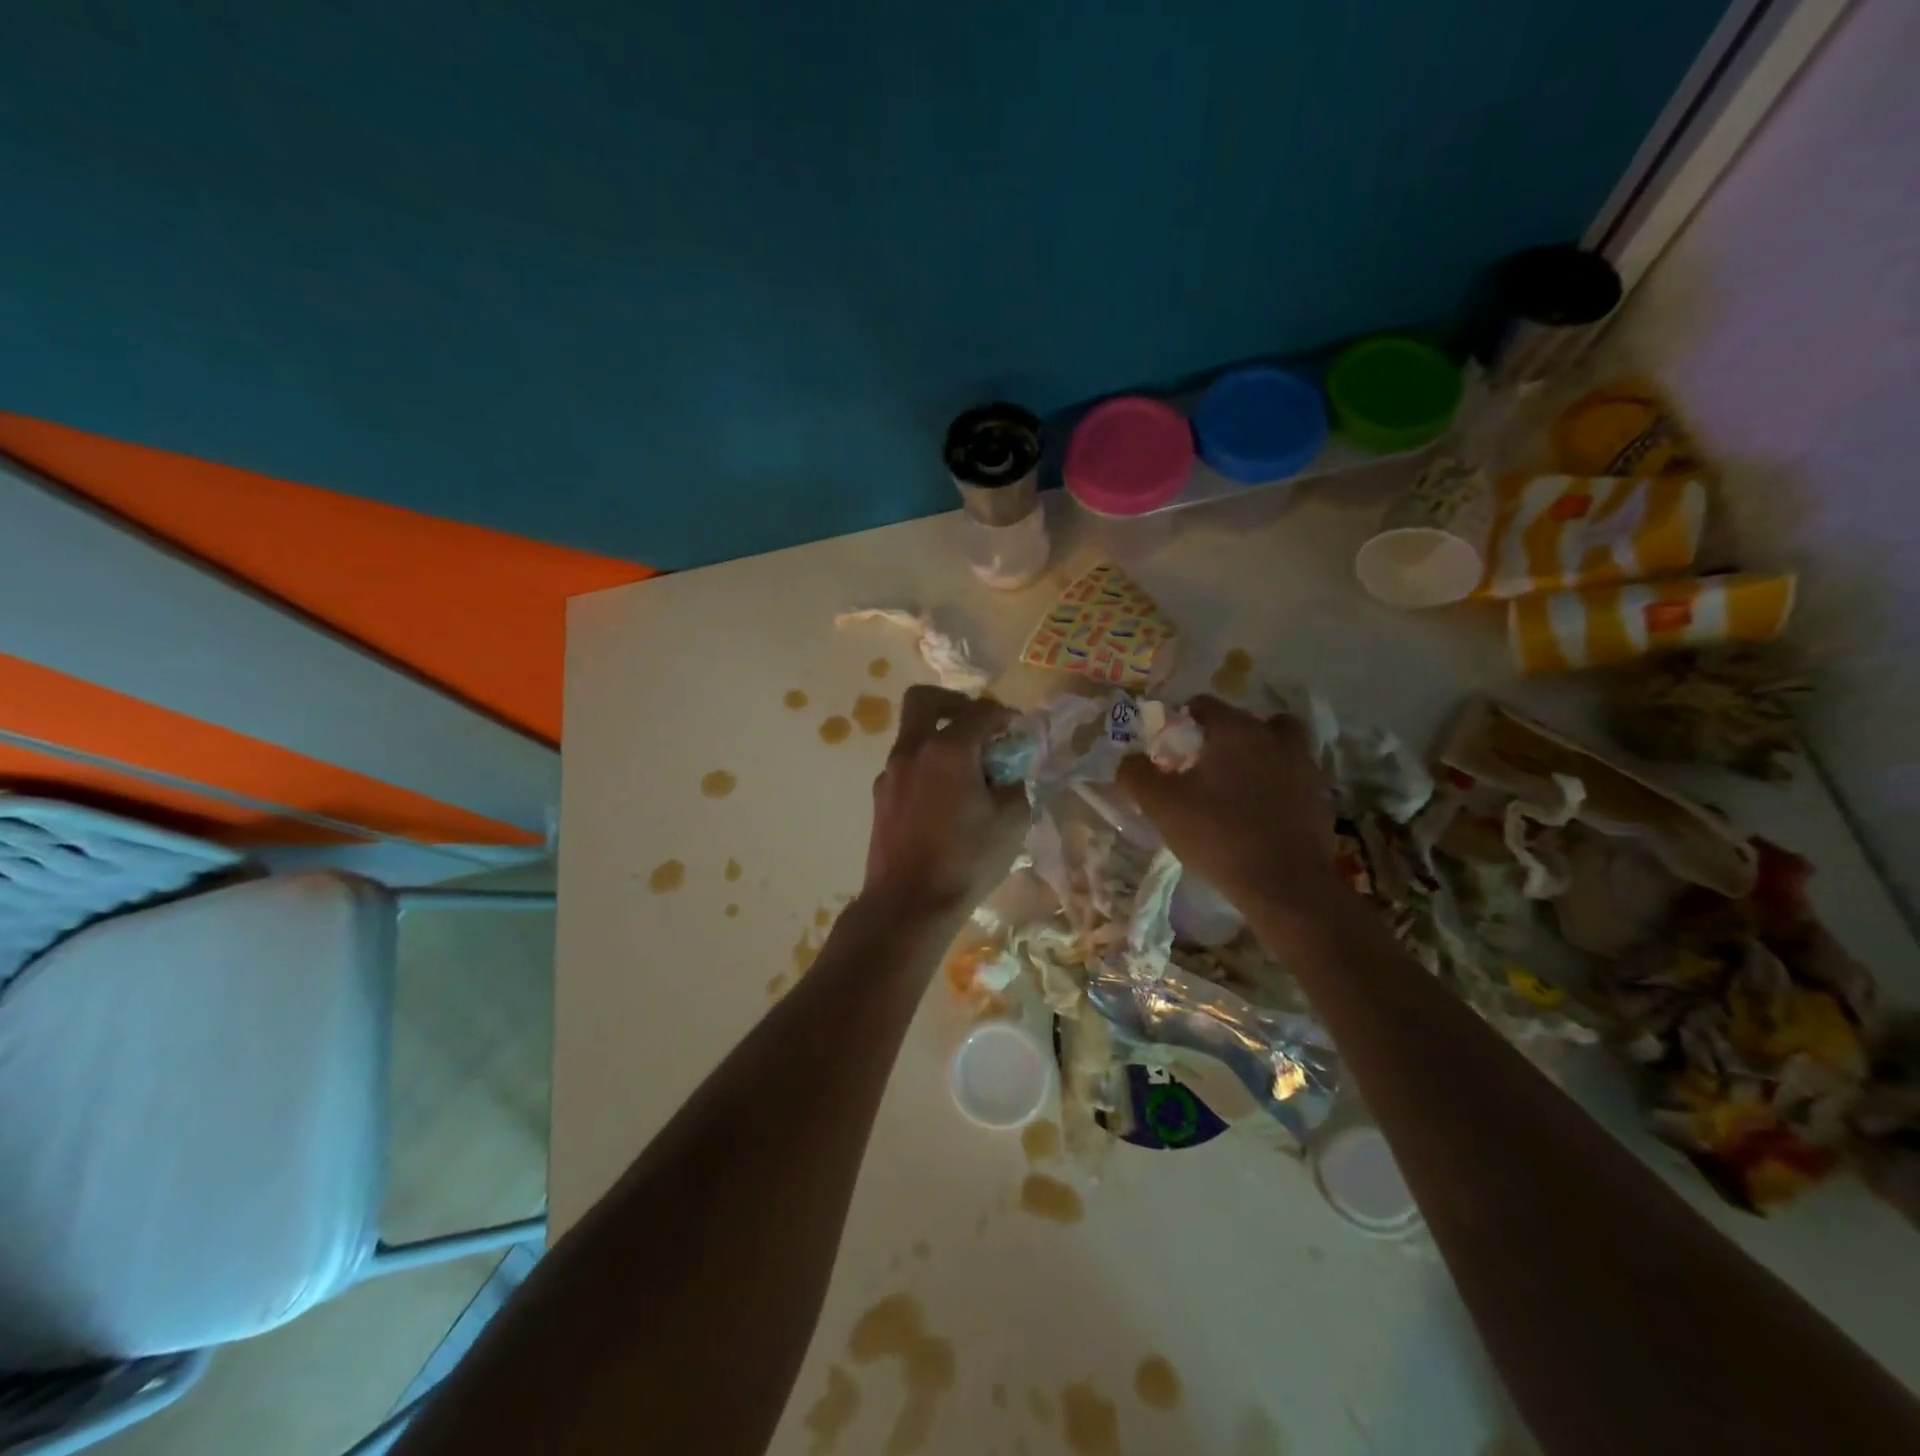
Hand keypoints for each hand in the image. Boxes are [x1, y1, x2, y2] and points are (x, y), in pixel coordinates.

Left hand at [861, 686, 1025, 918]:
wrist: (908, 904)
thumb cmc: (966, 861)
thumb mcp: (1012, 821)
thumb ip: (1013, 783)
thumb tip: (1005, 771)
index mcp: (947, 750)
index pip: (979, 712)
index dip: (1003, 715)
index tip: (1016, 727)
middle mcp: (912, 751)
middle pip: (925, 700)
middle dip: (954, 703)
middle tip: (977, 725)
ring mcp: (890, 774)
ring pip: (912, 734)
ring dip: (939, 738)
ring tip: (966, 772)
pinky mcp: (880, 798)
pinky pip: (906, 765)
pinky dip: (926, 766)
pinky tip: (945, 799)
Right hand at [1117, 694, 1337, 912]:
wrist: (1285, 884)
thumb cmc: (1218, 834)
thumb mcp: (1161, 806)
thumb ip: (1137, 775)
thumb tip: (1128, 760)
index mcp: (1235, 731)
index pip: (1205, 705)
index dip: (1183, 720)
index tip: (1170, 747)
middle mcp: (1273, 738)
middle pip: (1246, 721)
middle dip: (1223, 736)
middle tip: (1202, 765)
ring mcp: (1303, 766)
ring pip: (1279, 744)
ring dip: (1260, 753)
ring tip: (1238, 782)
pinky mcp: (1319, 797)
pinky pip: (1293, 776)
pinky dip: (1278, 783)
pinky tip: (1260, 810)